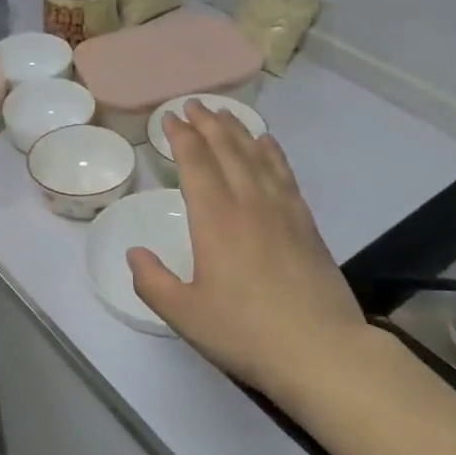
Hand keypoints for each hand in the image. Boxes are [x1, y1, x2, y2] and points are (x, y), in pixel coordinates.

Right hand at [127, 100, 365, 402]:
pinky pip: (284, 173)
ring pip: (257, 155)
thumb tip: (135, 253)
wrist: (320, 350)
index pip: (196, 163)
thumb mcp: (185, 315)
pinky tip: (267, 143)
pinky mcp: (306, 223)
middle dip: (207, 123)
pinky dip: (272, 152)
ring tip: (224, 113)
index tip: (170, 118)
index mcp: (215, 220)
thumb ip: (153, 282)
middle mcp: (248, 203)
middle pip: (227, 149)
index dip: (182, 137)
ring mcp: (282, 210)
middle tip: (193, 104)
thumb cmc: (245, 332)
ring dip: (237, 130)